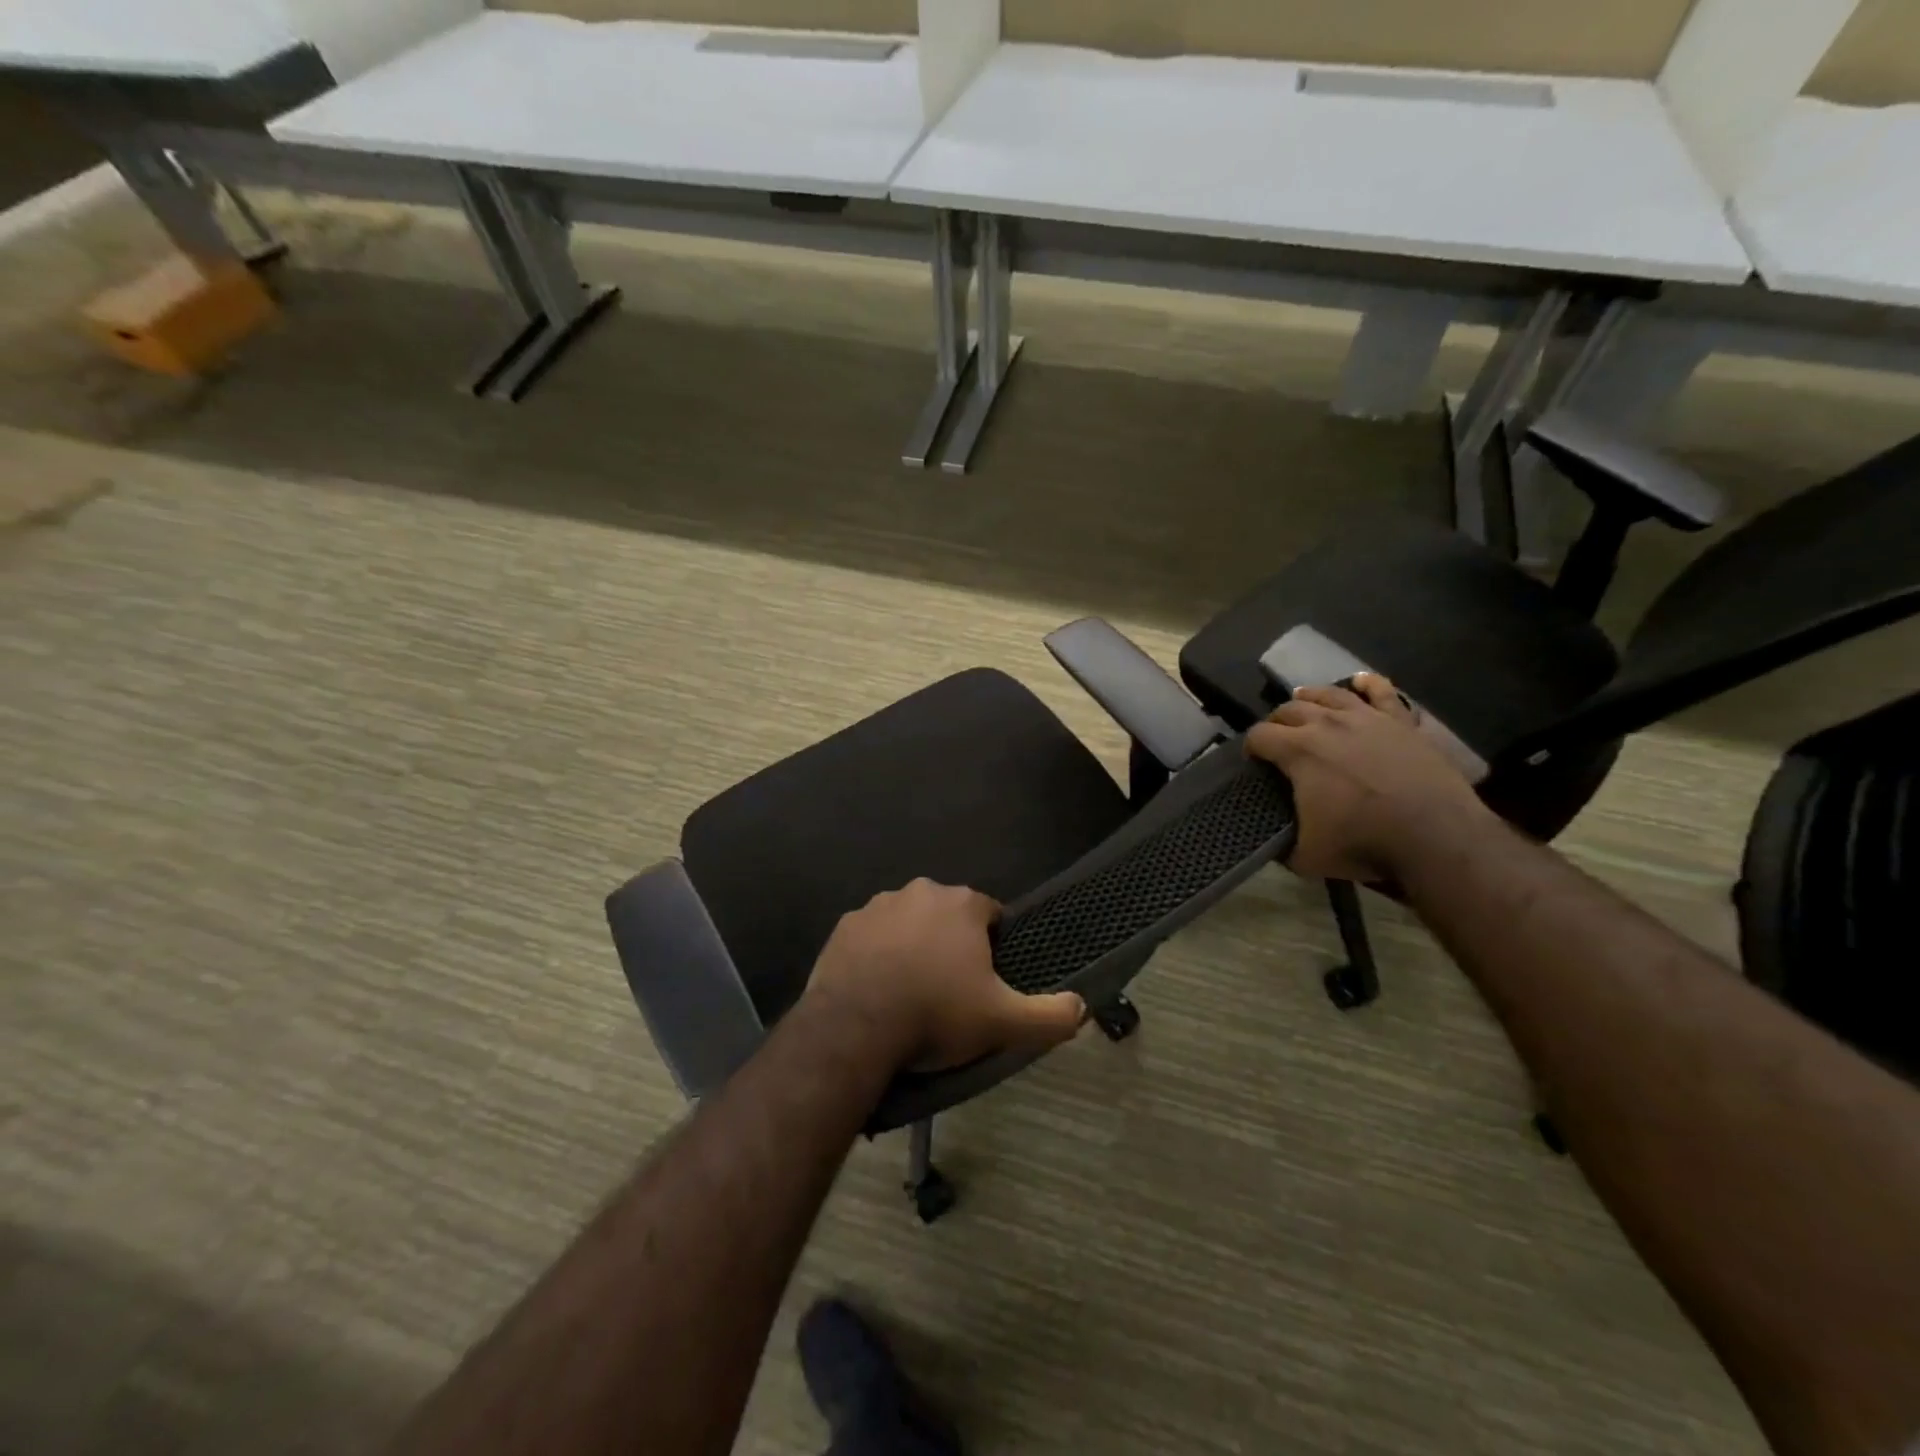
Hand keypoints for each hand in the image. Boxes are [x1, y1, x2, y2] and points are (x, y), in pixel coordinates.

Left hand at [805, 879, 1086, 1070]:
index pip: (990, 915)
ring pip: (908, 922)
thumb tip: (1082, 1007)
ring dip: (913, 945)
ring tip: (911, 991)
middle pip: (947, 915)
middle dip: (951, 943)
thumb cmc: (936, 1013)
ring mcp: (878, 905)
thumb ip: (1050, 1015)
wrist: (855, 1026)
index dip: (992, 946)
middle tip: (950, 989)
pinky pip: (872, 936)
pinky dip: (878, 954)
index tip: (986, 980)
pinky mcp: (845, 925)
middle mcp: (920, 891)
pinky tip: (877, 988)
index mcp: (962, 904)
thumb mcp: (1003, 1022)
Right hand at [1246, 673, 1489, 882]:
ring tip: (1303, 701)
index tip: (1252, 762)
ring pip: (1329, 694)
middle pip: (1289, 709)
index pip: (1259, 736)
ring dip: (1310, 697)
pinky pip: (1382, 692)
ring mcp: (1367, 718)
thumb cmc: (1364, 843)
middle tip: (1276, 740)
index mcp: (1298, 750)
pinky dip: (1368, 684)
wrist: (1436, 836)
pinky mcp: (1401, 722)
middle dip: (1276, 722)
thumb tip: (1270, 839)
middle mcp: (1327, 723)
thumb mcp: (1305, 855)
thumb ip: (1280, 842)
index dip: (1250, 748)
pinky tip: (1360, 681)